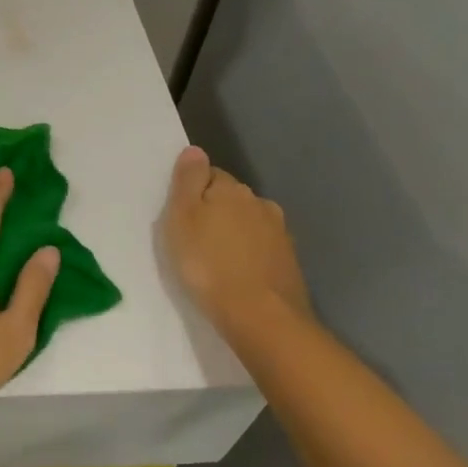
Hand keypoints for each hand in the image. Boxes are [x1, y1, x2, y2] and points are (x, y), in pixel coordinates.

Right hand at [163, 146, 312, 346]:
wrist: (260, 316)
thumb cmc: (208, 263)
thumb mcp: (182, 218)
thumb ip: (188, 181)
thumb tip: (195, 150)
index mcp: (232, 190)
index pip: (209, 175)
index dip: (192, 191)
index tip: (179, 214)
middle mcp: (260, 204)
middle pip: (231, 199)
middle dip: (215, 211)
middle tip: (192, 237)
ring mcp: (279, 234)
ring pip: (248, 224)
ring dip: (233, 234)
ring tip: (215, 258)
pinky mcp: (288, 263)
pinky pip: (260, 249)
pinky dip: (248, 255)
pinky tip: (236, 273)